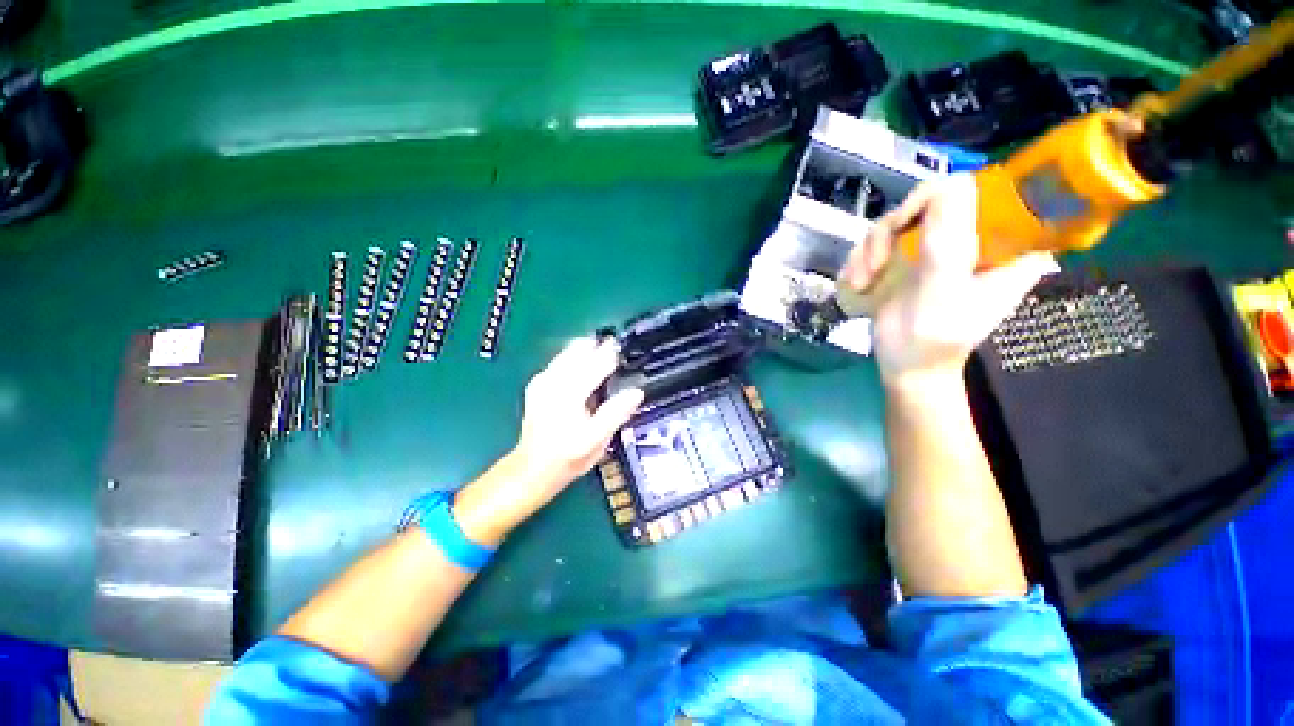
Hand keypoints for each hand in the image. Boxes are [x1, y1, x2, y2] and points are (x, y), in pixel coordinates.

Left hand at [453, 338, 643, 543]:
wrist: (533, 467)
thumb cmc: (568, 457)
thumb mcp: (597, 440)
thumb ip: (616, 413)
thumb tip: (636, 392)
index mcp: (570, 394)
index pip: (598, 362)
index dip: (616, 355)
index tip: (629, 355)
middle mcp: (553, 381)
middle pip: (582, 348)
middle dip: (602, 349)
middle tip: (618, 359)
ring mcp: (542, 379)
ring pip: (570, 349)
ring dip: (589, 352)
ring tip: (603, 365)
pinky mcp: (537, 382)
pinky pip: (561, 359)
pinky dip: (576, 359)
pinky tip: (585, 373)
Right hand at [839, 174, 1057, 386]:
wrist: (907, 366)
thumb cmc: (933, 339)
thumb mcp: (942, 292)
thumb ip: (946, 244)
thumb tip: (950, 184)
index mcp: (1008, 243)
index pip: (986, 189)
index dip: (941, 197)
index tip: (907, 225)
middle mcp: (976, 236)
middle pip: (931, 200)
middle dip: (894, 230)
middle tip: (876, 263)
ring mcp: (940, 245)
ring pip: (899, 219)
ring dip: (871, 249)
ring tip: (862, 280)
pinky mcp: (912, 255)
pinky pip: (881, 238)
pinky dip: (863, 258)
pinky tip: (858, 282)